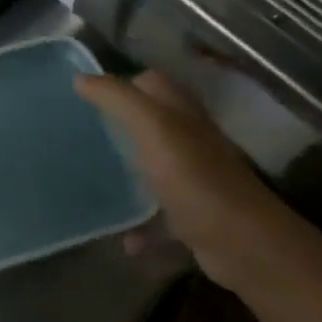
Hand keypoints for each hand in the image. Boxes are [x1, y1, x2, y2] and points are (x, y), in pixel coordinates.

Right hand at [76, 70, 298, 293]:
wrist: (242, 243)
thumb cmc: (193, 177)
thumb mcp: (151, 126)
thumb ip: (116, 98)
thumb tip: (79, 78)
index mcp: (180, 113)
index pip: (149, 83)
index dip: (120, 84)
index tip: (82, 96)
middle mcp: (188, 140)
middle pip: (149, 123)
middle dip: (116, 126)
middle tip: (78, 134)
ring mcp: (192, 179)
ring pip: (152, 167)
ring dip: (126, 174)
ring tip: (91, 178)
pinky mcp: (192, 215)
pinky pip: (157, 216)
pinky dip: (139, 225)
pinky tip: (122, 236)